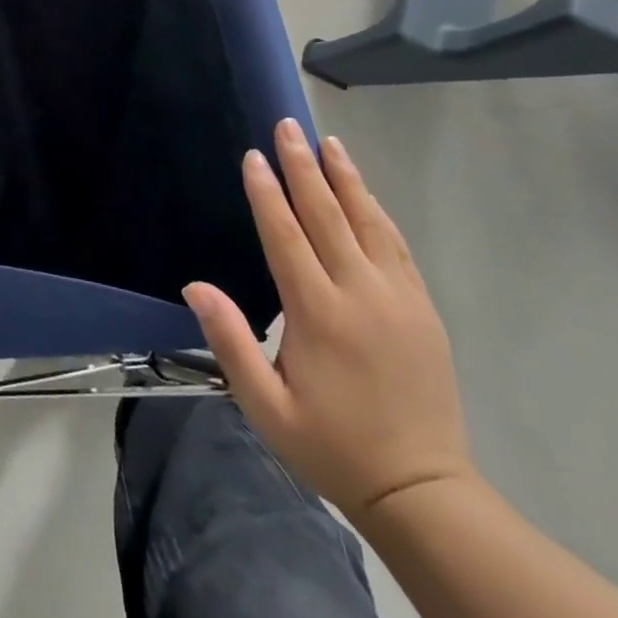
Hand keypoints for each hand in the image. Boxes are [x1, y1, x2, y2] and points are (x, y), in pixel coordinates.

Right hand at [183, 121, 473, 517]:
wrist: (422, 491)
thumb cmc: (331, 444)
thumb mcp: (266, 406)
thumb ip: (229, 342)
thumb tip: (195, 286)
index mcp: (319, 314)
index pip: (286, 236)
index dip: (267, 193)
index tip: (254, 156)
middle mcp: (361, 295)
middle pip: (327, 216)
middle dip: (304, 167)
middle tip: (289, 126)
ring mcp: (398, 299)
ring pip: (368, 222)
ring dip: (346, 179)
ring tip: (330, 142)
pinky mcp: (423, 310)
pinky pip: (398, 247)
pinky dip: (377, 213)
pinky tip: (365, 193)